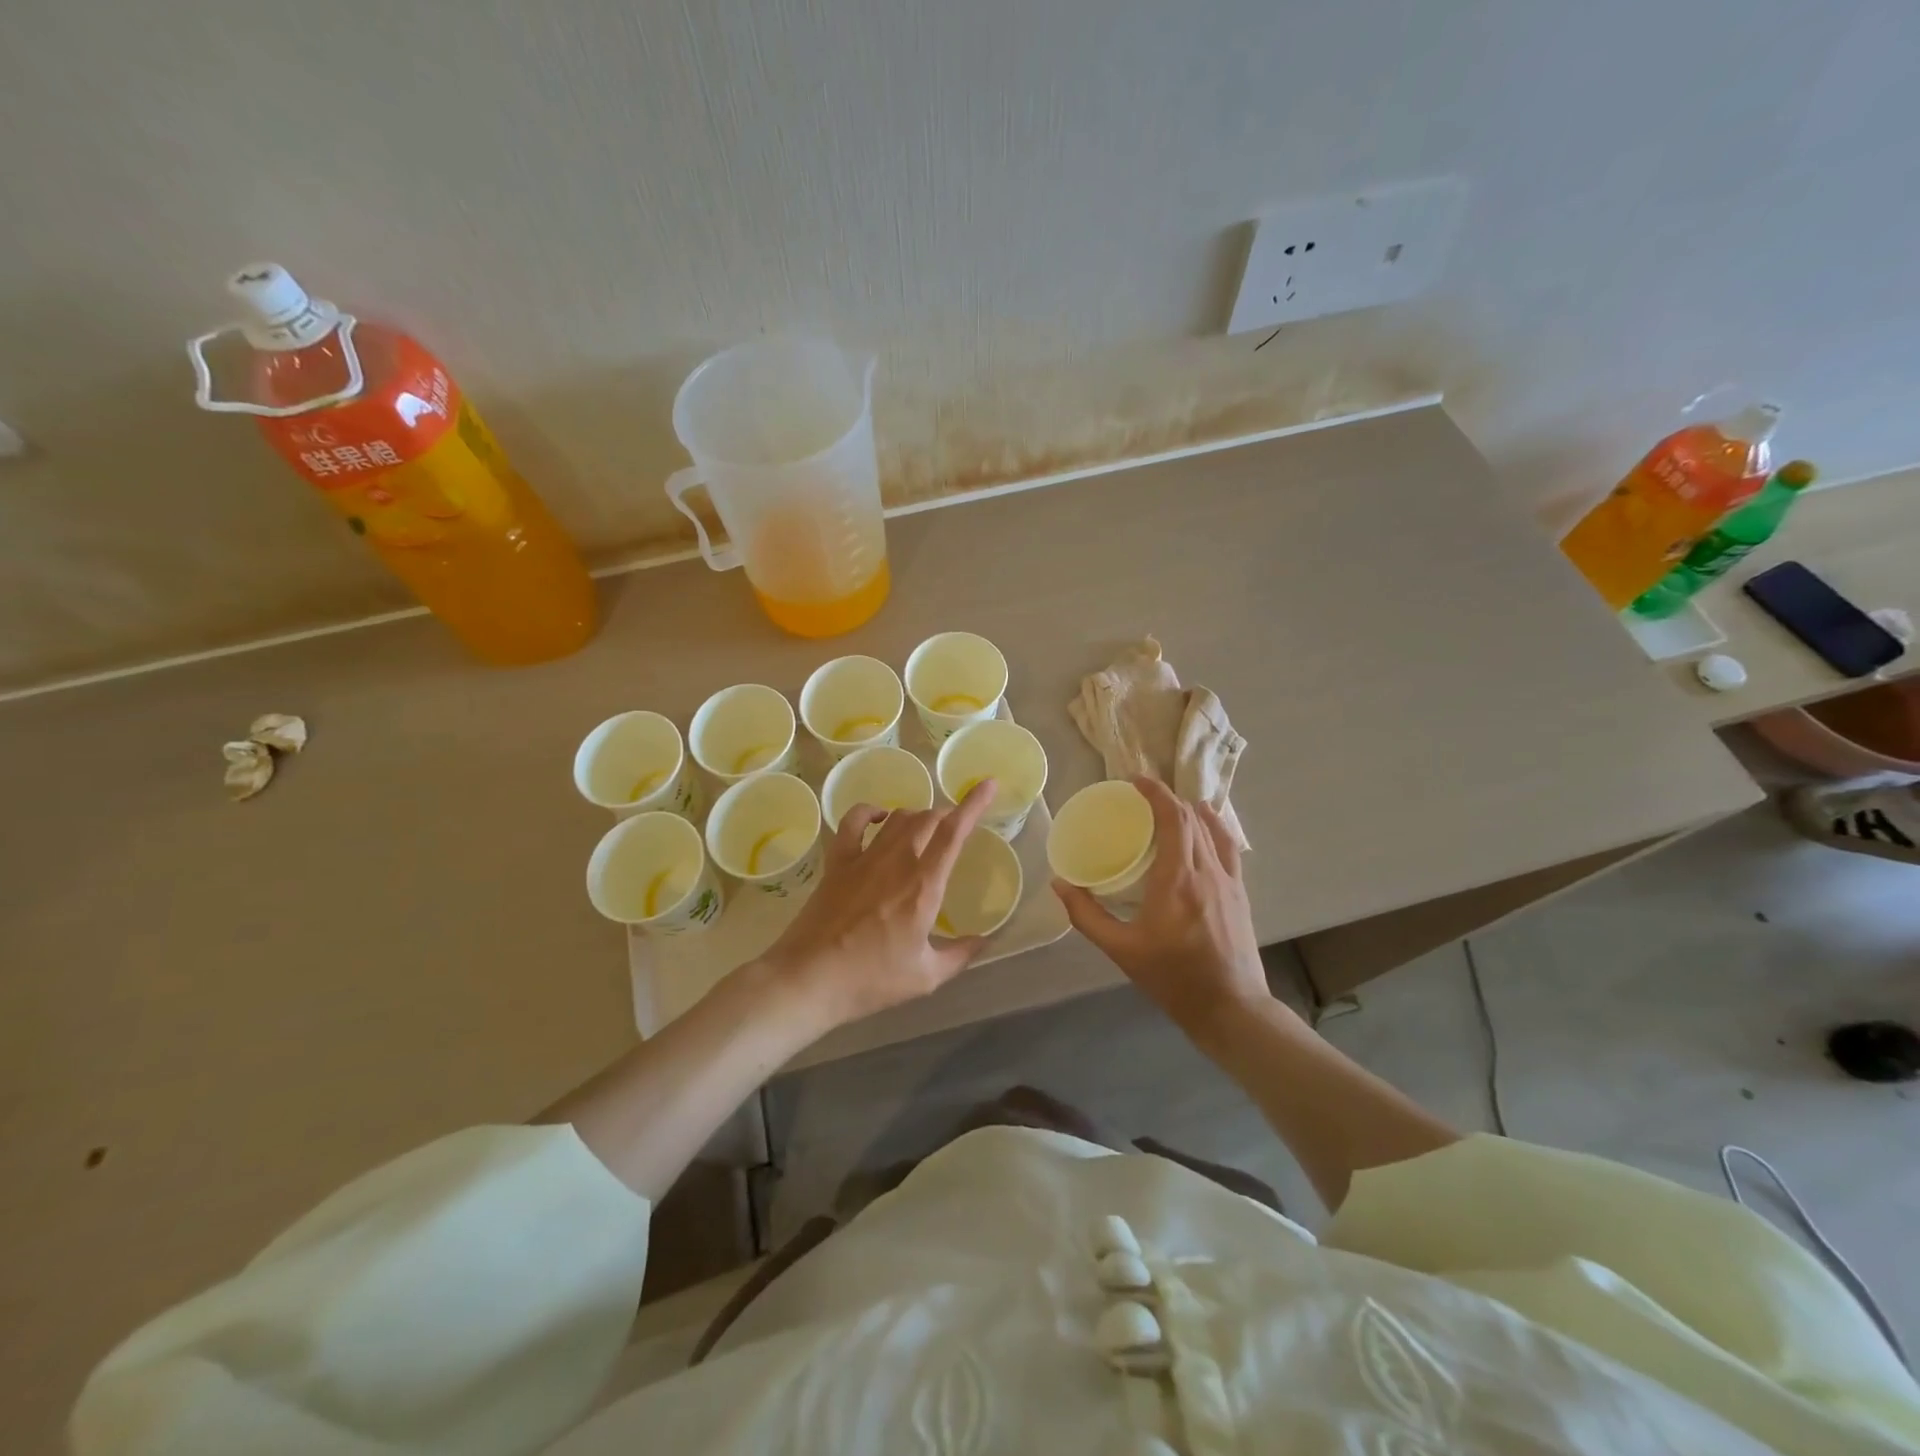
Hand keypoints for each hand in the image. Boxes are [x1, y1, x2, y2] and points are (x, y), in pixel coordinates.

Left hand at [753, 780, 999, 1033]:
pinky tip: (878, 817)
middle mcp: (897, 861)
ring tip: (924, 829)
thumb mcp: (926, 976)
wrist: (809, 978)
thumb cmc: (871, 979)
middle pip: (928, 819)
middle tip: (955, 827)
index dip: (973, 804)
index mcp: (924, 885)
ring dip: (917, 817)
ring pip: (897, 818)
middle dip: (947, 815)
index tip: (988, 785)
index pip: (954, 832)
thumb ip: (960, 955)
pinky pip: (853, 822)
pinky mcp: (837, 862)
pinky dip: (868, 811)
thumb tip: (984, 941)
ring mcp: (864, 858)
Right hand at [1053, 776, 1270, 1033]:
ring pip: (1213, 829)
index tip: (1136, 781)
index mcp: (1178, 879)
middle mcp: (1207, 870)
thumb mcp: (1122, 950)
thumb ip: (1087, 915)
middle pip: (1192, 818)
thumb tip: (1059, 884)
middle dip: (1168, 799)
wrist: (1231, 1008)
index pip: (1174, 818)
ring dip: (1190, 811)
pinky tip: (1203, 830)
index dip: (1156, 793)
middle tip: (1141, 798)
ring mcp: (1229, 880)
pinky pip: (1228, 847)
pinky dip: (1213, 828)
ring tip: (1169, 808)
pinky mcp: (1240, 893)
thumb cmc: (1173, 978)